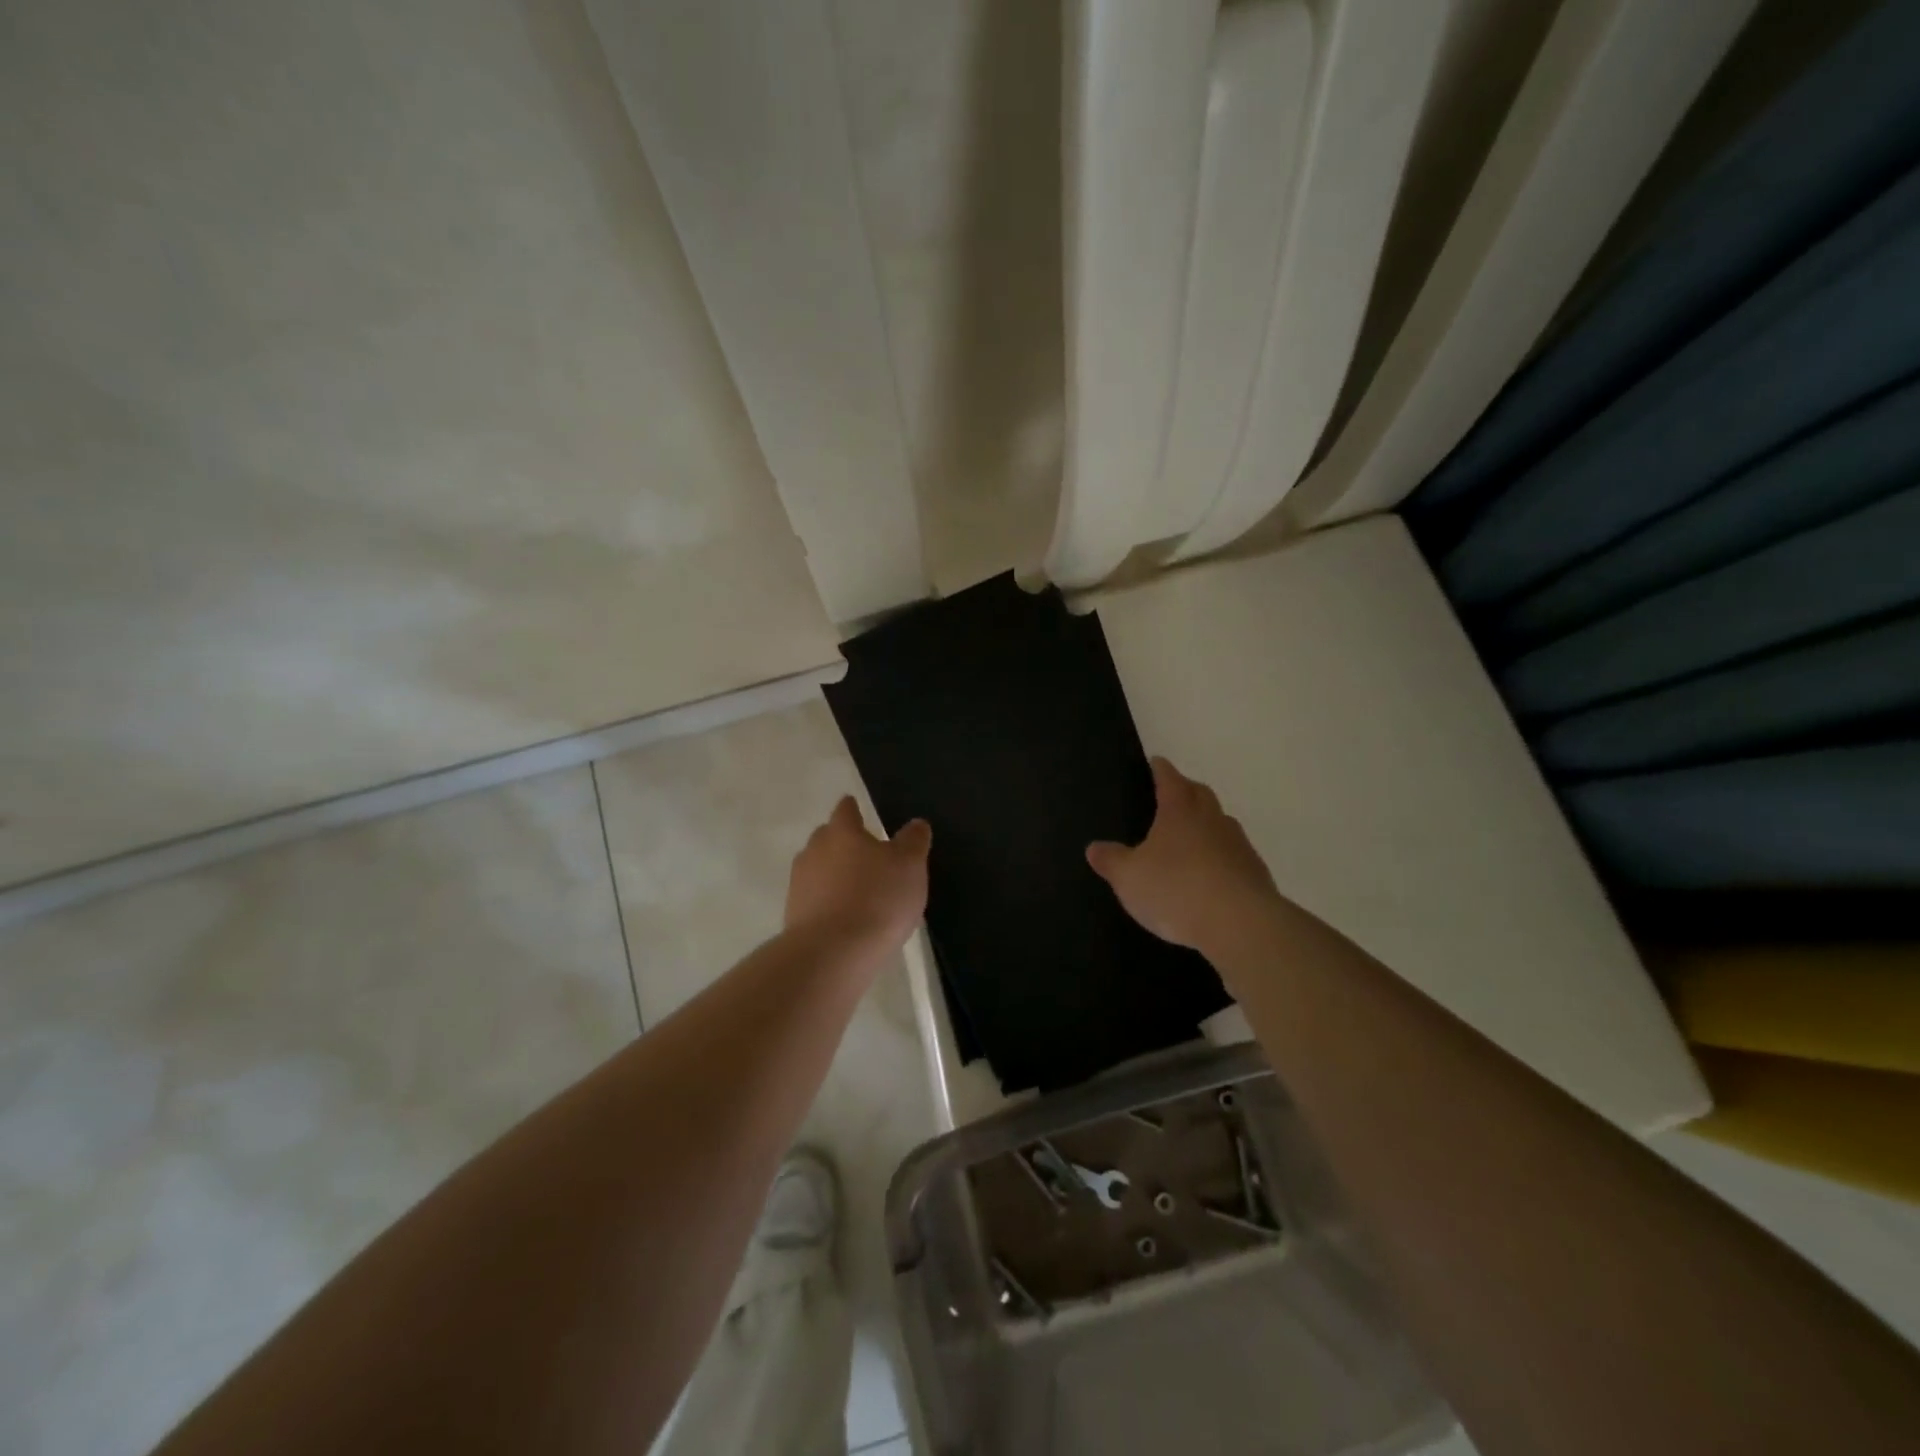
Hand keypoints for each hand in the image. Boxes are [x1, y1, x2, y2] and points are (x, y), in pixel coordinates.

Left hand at [785, 796, 930, 952]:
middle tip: (865, 852)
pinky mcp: (793, 915)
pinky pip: (814, 898)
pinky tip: (844, 916)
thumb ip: (913, 841)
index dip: (854, 808)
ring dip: (833, 873)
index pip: (845, 810)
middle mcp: (814, 850)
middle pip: (827, 837)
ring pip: (817, 868)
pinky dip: (827, 901)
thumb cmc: (877, 899)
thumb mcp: (910, 866)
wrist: (832, 954)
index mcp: (841, 831)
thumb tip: (915, 823)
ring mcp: (799, 883)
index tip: (858, 808)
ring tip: (856, 889)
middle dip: (843, 841)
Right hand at [1087, 758, 1280, 959]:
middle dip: (1186, 790)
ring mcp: (1238, 845)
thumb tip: (1094, 847)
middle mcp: (1212, 819)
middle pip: (1200, 794)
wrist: (1241, 925)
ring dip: (1207, 824)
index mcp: (1179, 811)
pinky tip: (1210, 875)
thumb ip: (1111, 860)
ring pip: (1221, 823)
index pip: (1169, 779)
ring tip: (1190, 838)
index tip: (1156, 762)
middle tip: (1173, 794)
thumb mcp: (1129, 877)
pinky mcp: (1255, 873)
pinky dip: (1221, 857)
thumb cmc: (1176, 889)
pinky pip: (1234, 855)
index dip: (1161, 769)